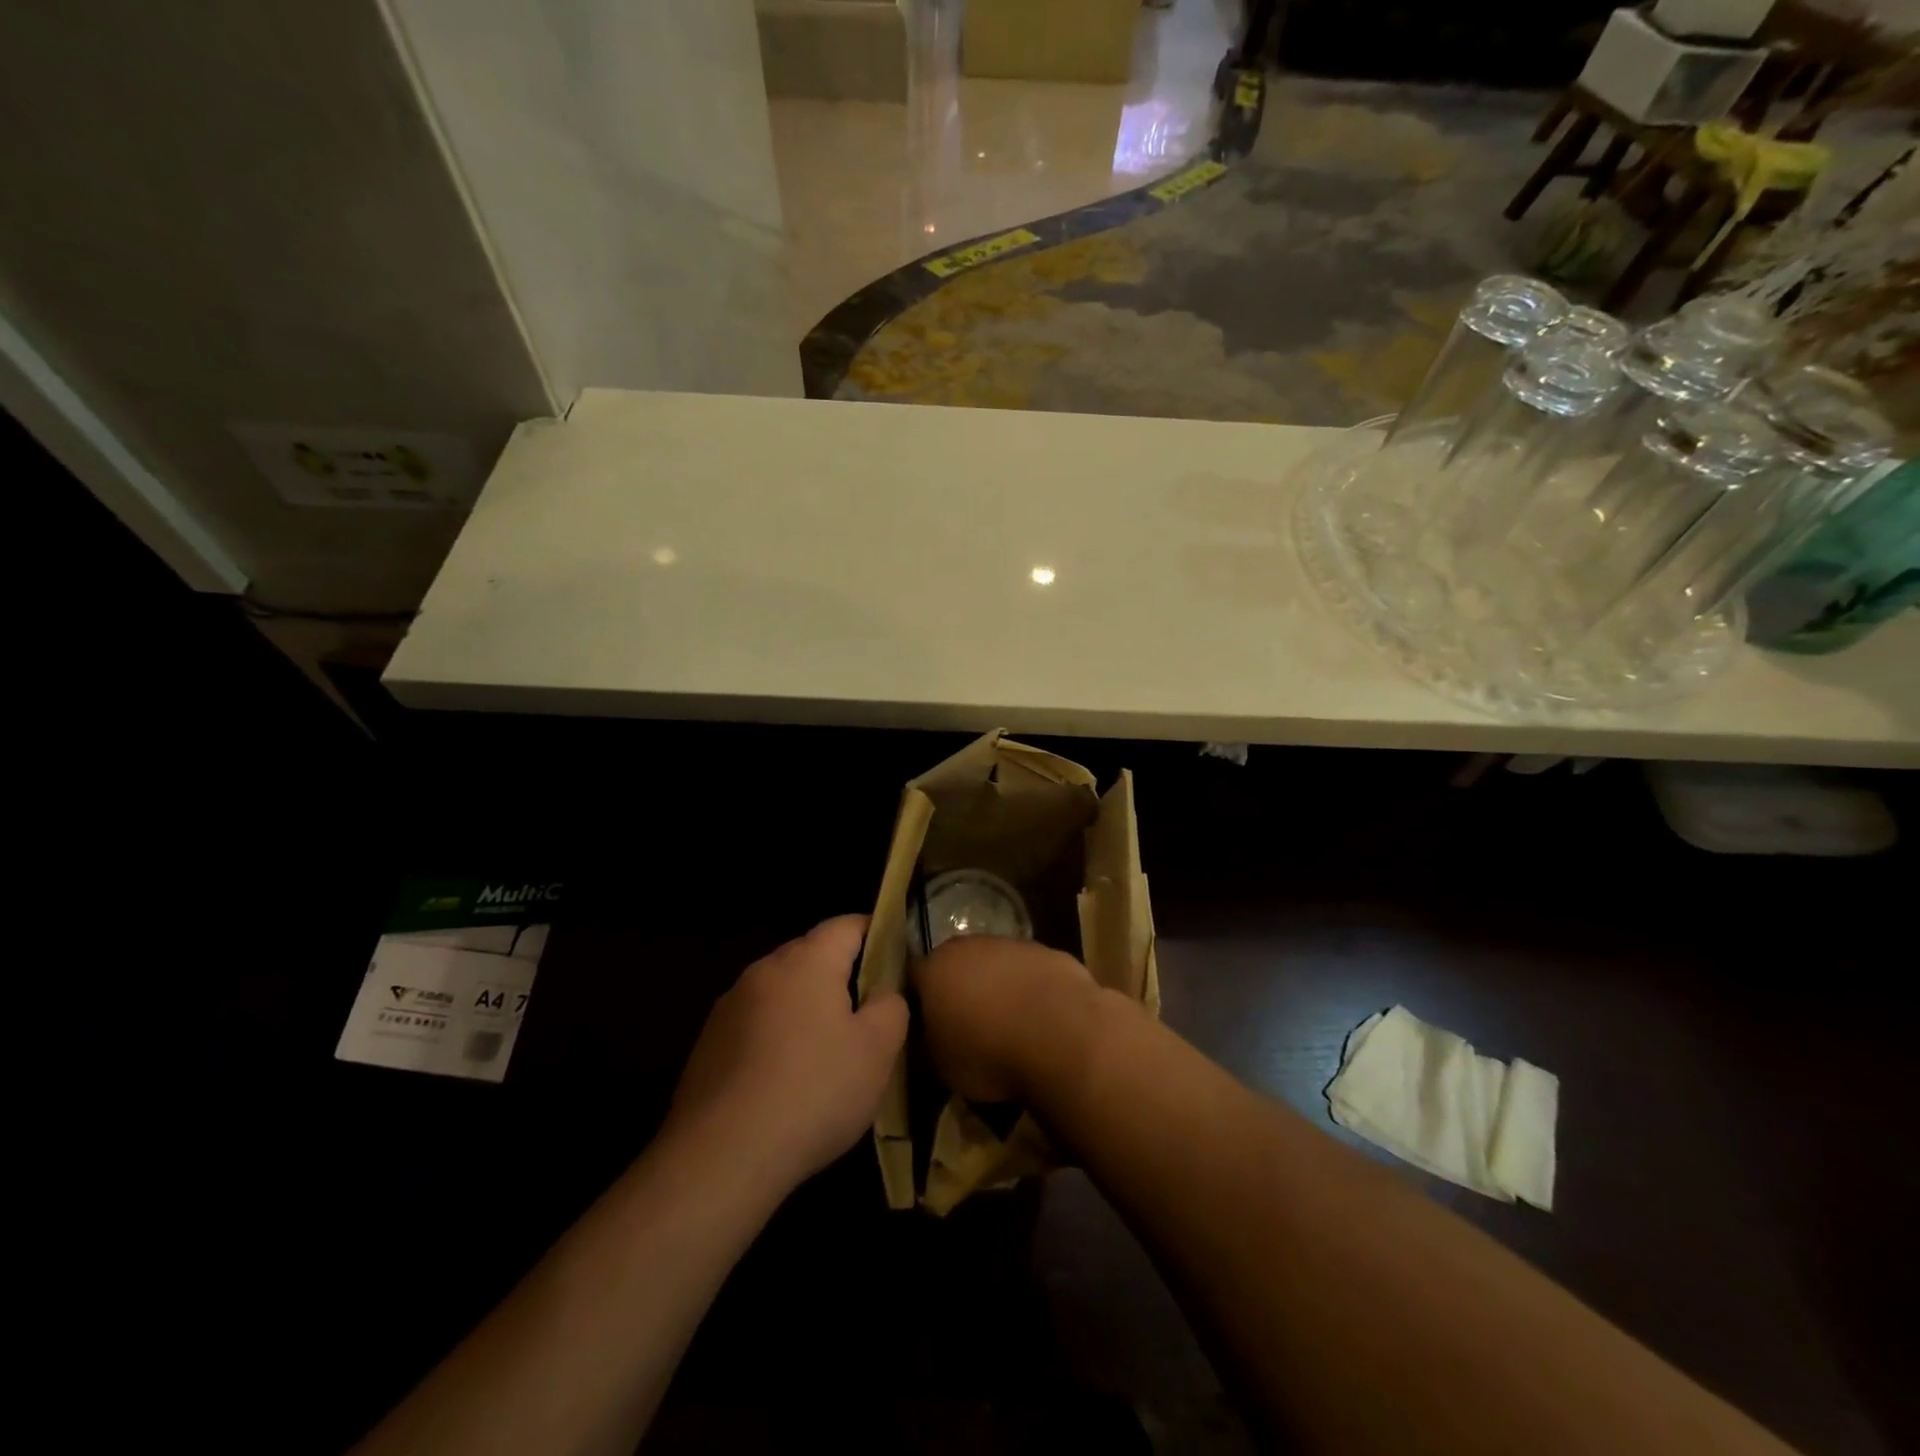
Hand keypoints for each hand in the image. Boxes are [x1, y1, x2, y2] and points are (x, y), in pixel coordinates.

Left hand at [667, 916, 907, 1193]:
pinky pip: (756, 1023)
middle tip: (868, 1014)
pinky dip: (777, 1036)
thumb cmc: (813, 1091)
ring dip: (807, 1007)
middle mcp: (764, 969)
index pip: (848, 924)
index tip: (897, 961)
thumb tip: (882, 991)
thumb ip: (891, 1005)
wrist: (721, 1157)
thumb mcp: (878, 1049)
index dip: (878, 934)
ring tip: (827, 1052)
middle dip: (842, 974)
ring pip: (782, 990)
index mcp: (807, 960)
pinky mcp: (708, 1042)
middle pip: (813, 954)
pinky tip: (786, 1080)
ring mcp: (730, 1005)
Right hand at [913, 935, 1095, 1102]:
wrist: (1061, 1034)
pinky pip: (1030, 971)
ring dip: (998, 985)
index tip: (925, 1023)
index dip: (918, 1000)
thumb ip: (930, 1042)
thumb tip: (932, 1035)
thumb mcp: (942, 1066)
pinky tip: (1042, 1018)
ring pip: (996, 963)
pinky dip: (1031, 988)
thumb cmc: (990, 1053)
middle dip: (958, 987)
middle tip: (967, 1021)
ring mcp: (1012, 945)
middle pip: (956, 963)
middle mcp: (969, 947)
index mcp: (935, 969)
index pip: (914, 977)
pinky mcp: (1049, 952)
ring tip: (1009, 1022)